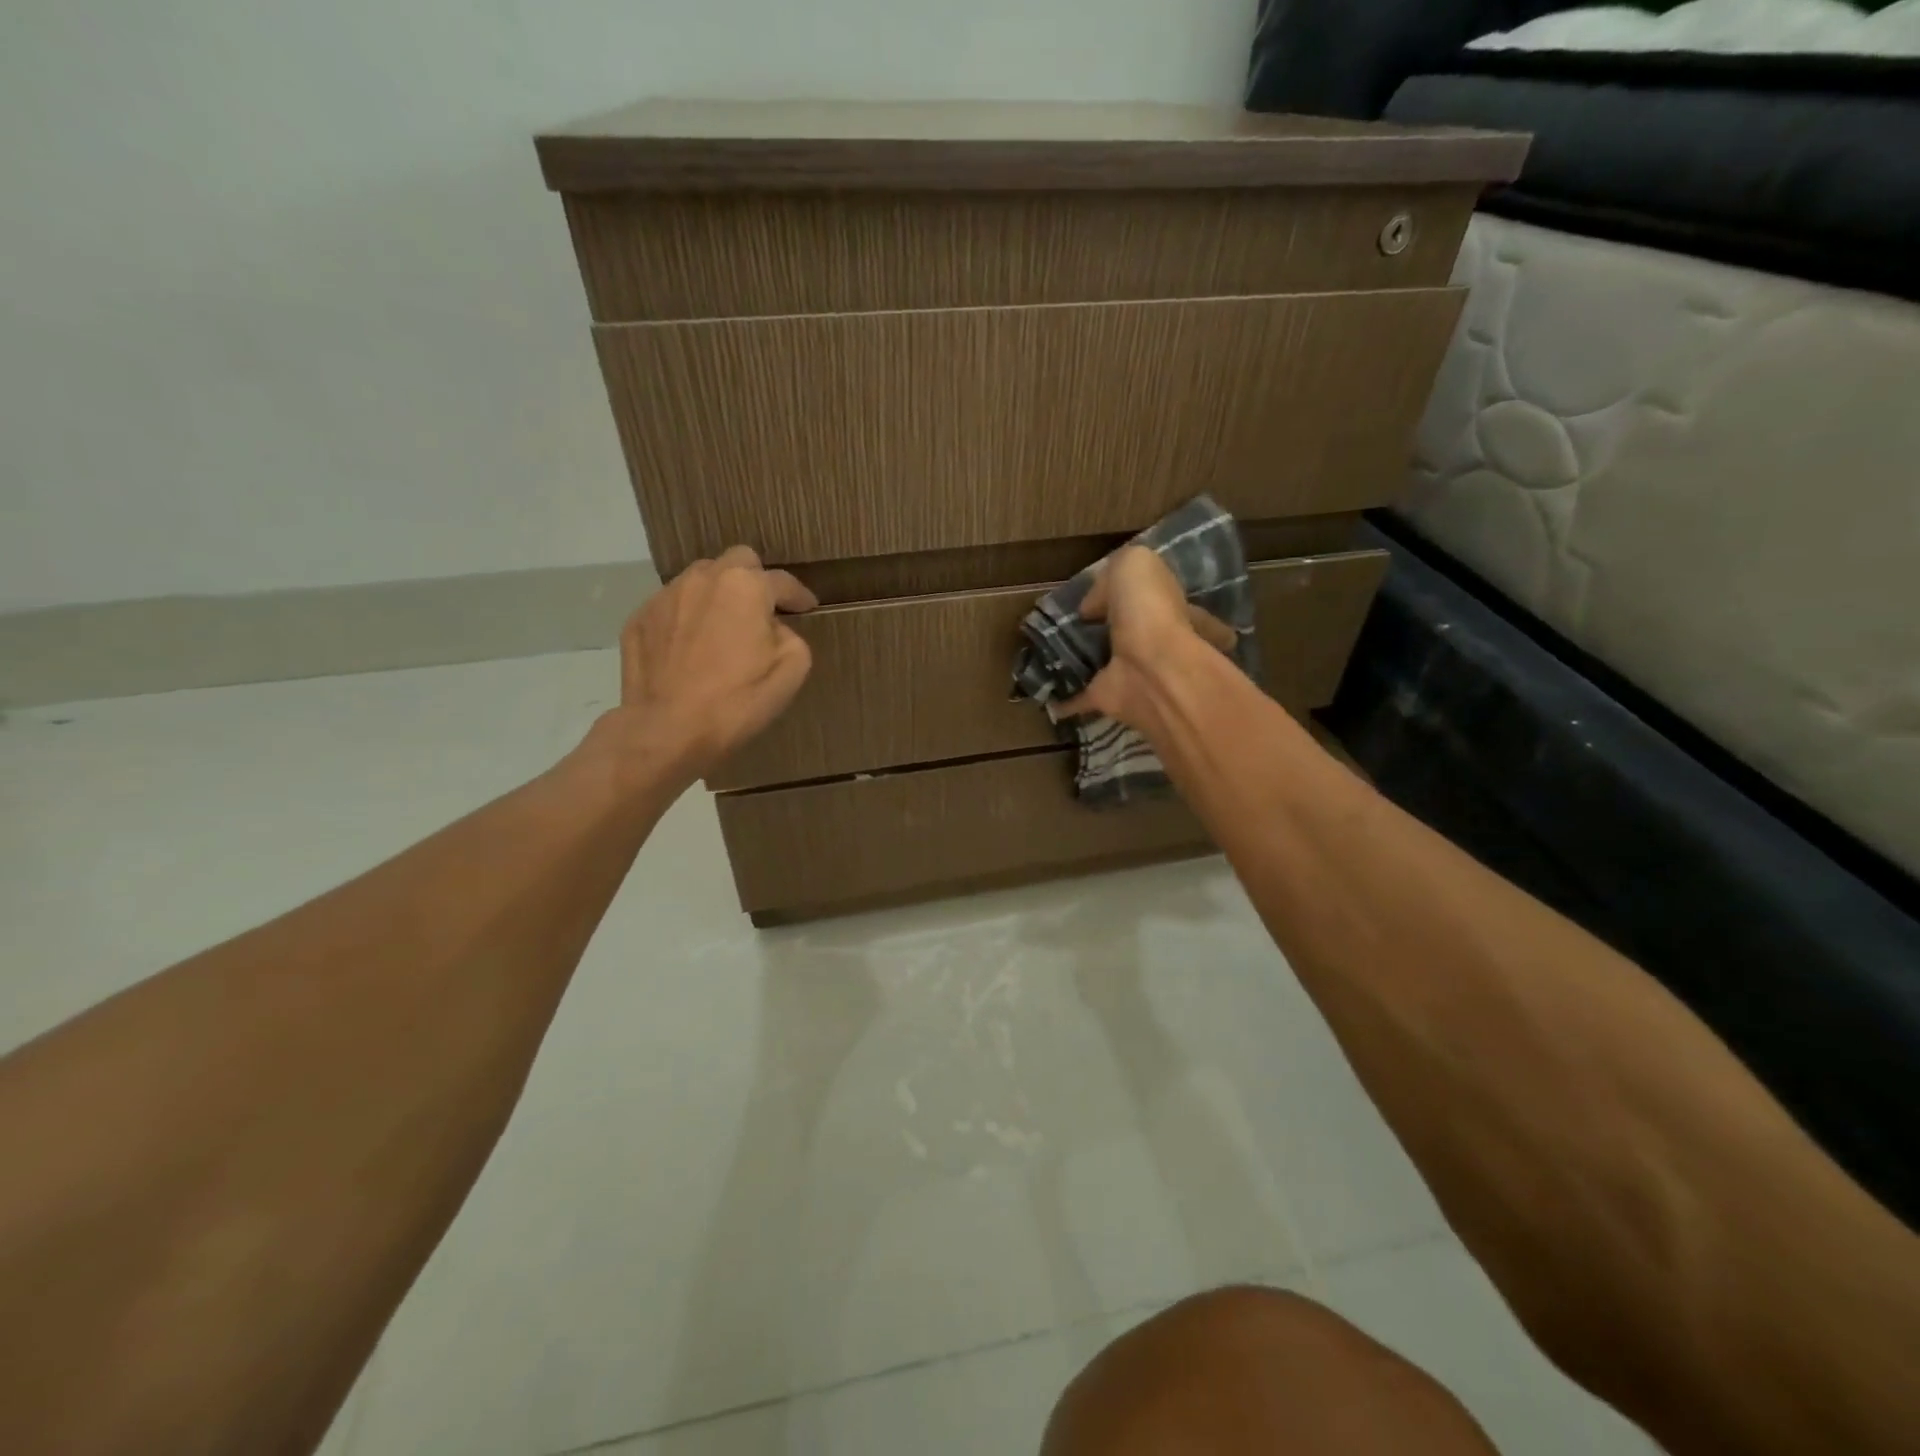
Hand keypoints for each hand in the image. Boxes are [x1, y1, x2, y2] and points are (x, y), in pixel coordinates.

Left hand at [607, 546, 817, 782]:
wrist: (667, 730)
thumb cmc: (737, 701)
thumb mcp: (791, 670)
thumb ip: (791, 636)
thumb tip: (773, 629)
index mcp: (745, 586)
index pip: (781, 581)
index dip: (798, 595)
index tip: (806, 608)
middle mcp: (703, 578)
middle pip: (737, 562)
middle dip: (754, 581)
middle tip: (761, 612)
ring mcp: (665, 596)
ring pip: (700, 580)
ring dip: (717, 596)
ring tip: (722, 628)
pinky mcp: (638, 619)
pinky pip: (672, 608)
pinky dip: (687, 619)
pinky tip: (690, 648)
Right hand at [1058, 546, 1235, 731]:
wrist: (1151, 668)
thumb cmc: (1147, 610)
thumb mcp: (1133, 564)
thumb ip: (1111, 575)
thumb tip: (1092, 606)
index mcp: (1158, 603)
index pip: (1139, 595)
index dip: (1117, 592)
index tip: (1087, 595)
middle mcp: (1147, 638)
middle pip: (1117, 630)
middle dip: (1096, 627)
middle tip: (1060, 623)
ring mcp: (1127, 671)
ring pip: (1098, 662)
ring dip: (1077, 660)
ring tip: (1044, 652)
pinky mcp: (1106, 697)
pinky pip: (1079, 697)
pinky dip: (1063, 699)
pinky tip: (1041, 695)